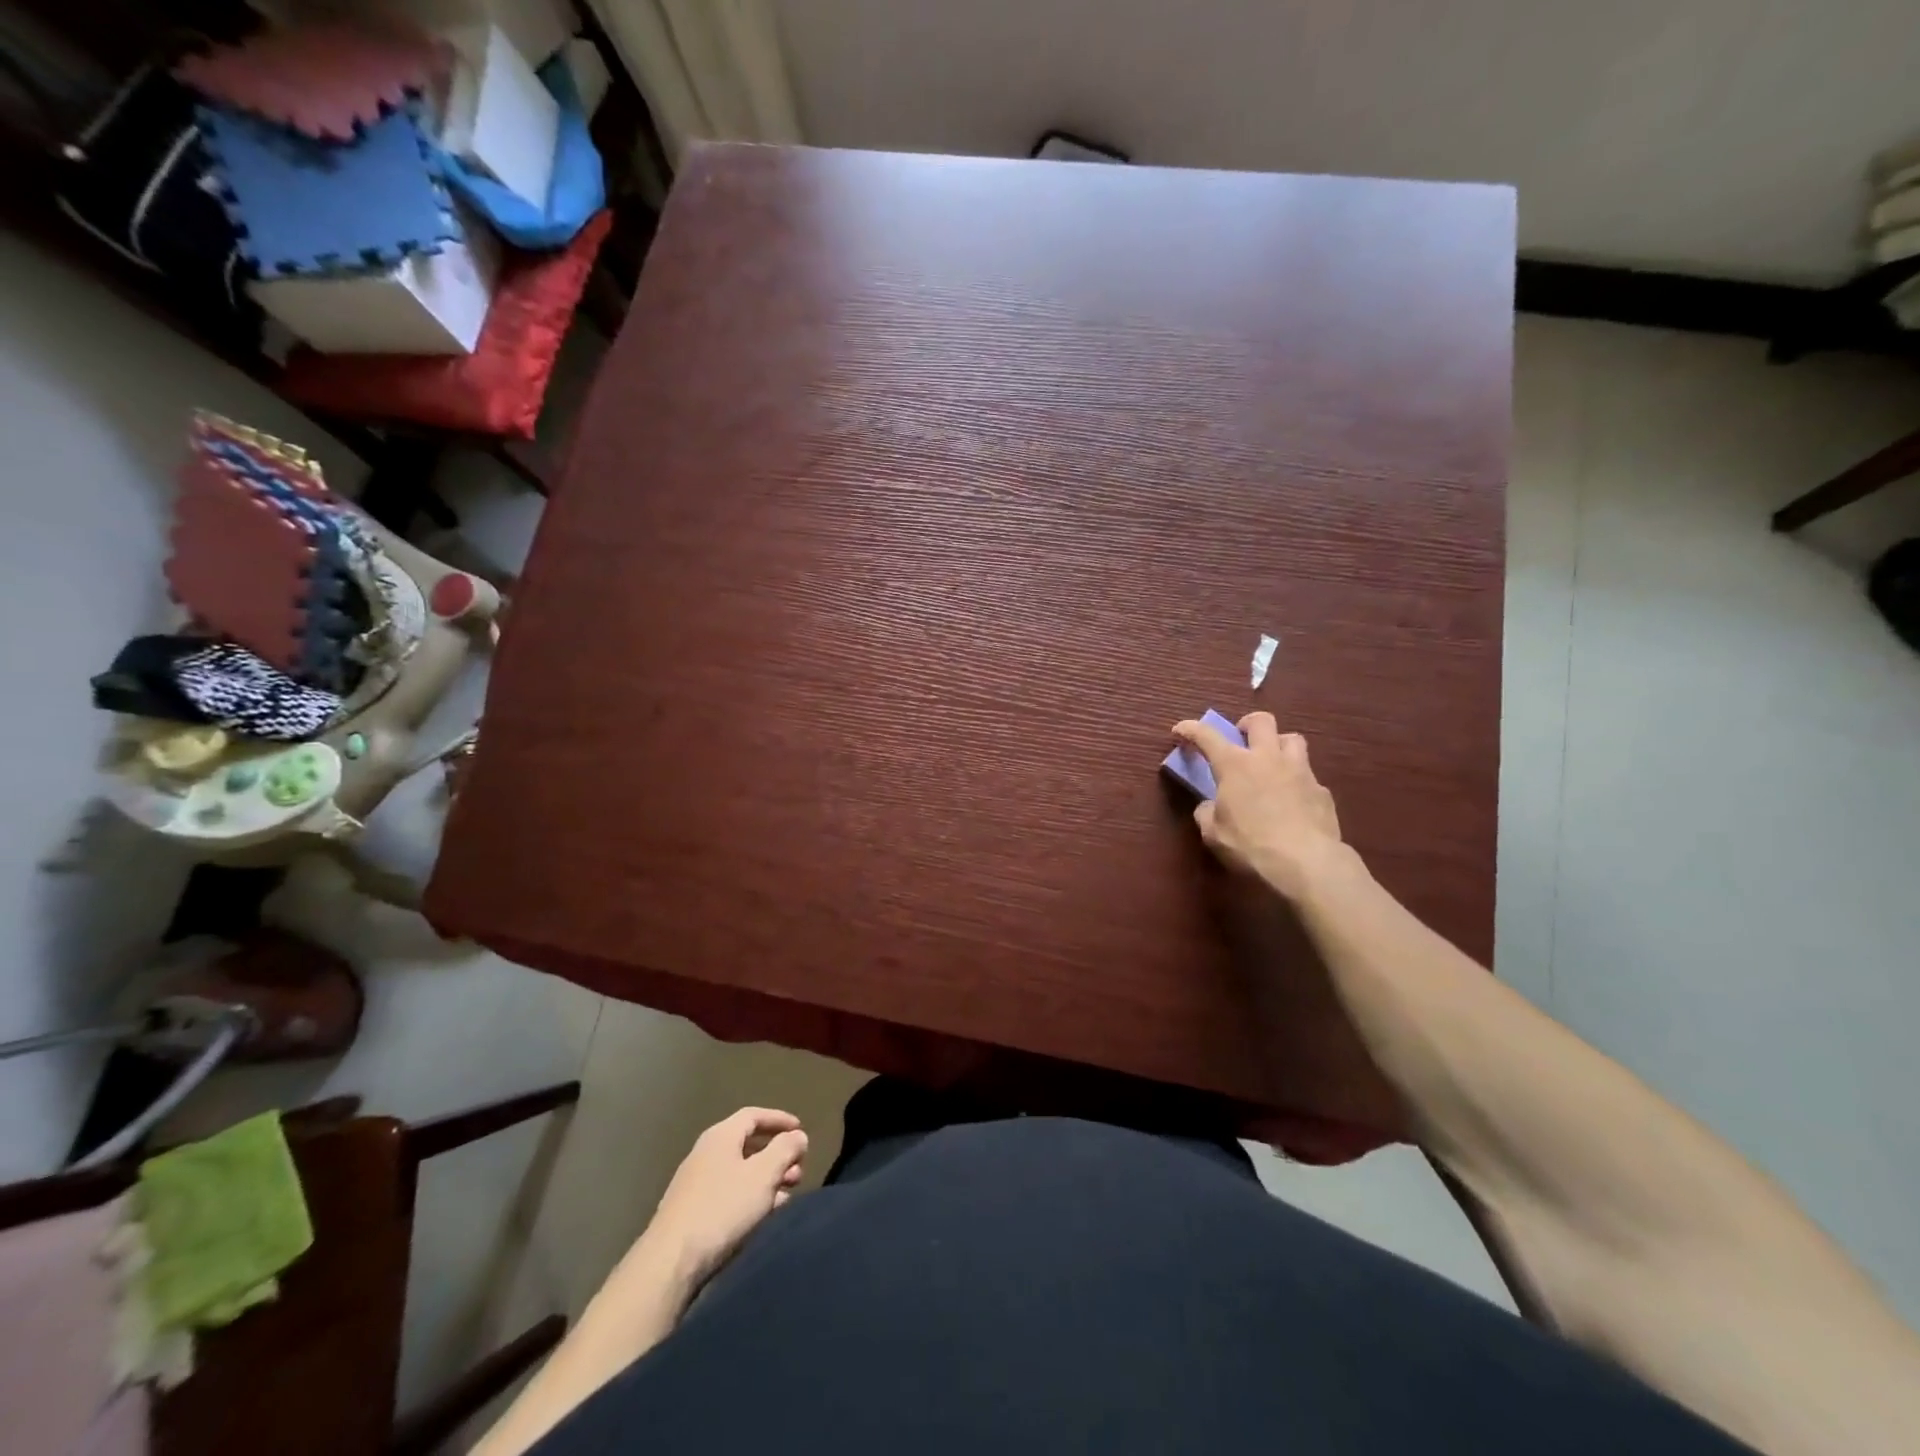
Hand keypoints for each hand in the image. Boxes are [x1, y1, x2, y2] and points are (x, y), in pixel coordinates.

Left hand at [637, 1108, 808, 1296]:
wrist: (670, 1262)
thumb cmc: (722, 1208)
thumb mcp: (763, 1174)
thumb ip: (785, 1149)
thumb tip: (798, 1136)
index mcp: (721, 1136)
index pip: (754, 1115)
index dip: (779, 1120)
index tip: (801, 1130)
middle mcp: (706, 1153)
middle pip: (748, 1144)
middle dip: (777, 1154)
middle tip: (799, 1169)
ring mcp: (696, 1184)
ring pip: (741, 1171)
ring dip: (767, 1178)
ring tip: (788, 1193)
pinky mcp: (692, 1212)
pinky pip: (730, 1193)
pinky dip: (751, 1196)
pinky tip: (765, 1213)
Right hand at [1170, 712, 1343, 899]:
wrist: (1306, 862)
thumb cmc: (1250, 845)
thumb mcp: (1213, 834)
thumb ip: (1207, 814)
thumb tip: (1208, 806)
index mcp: (1235, 765)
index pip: (1207, 736)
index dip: (1190, 729)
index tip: (1180, 730)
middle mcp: (1268, 758)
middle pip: (1261, 720)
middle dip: (1247, 724)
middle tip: (1241, 738)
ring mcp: (1300, 771)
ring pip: (1292, 739)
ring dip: (1279, 744)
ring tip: (1272, 762)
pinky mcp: (1322, 791)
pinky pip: (1308, 775)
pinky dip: (1296, 781)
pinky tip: (1293, 800)